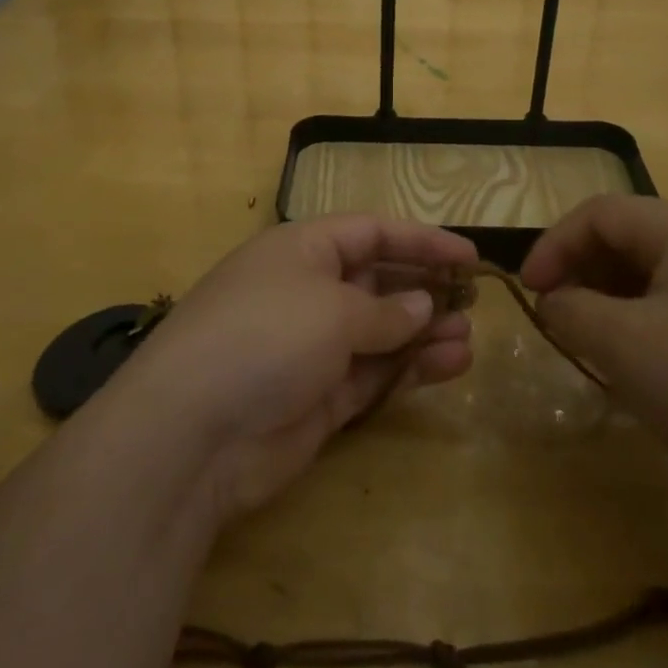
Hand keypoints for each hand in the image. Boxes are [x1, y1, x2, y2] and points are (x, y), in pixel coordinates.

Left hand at [109, 216, 476, 522]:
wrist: (193, 435)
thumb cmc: (266, 337)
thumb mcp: (333, 310)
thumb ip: (386, 310)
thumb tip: (423, 306)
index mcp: (302, 250)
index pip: (371, 232)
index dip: (421, 240)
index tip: (469, 255)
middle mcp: (307, 292)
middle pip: (378, 281)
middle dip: (425, 289)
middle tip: (474, 301)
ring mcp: (312, 347)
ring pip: (381, 331)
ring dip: (425, 332)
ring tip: (469, 337)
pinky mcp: (318, 398)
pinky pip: (374, 373)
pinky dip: (410, 369)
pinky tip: (451, 365)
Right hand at [521, 195, 667, 522]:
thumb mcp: (622, 345)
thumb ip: (571, 309)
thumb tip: (555, 300)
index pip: (601, 213)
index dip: (554, 244)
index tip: (529, 291)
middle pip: (630, 237)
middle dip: (582, 271)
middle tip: (557, 316)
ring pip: (655, 273)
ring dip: (610, 299)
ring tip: (590, 342)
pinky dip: (645, 321)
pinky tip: (639, 364)